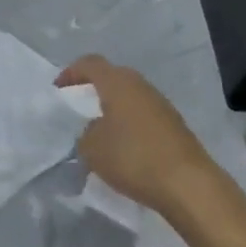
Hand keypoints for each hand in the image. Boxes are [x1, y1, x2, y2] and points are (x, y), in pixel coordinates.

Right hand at [56, 56, 216, 219]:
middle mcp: (138, 83)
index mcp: (116, 81)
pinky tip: (126, 148)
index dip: (71, 72)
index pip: (90, 64)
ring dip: (114, 109)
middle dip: (94, 89)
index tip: (58, 88)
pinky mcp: (173, 124)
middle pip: (111, 77)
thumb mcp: (93, 149)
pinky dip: (130, 124)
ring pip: (129, 97)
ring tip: (101, 132)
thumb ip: (85, 134)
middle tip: (79, 107)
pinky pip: (143, 115)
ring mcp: (159, 102)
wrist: (188, 183)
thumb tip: (92, 130)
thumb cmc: (134, 157)